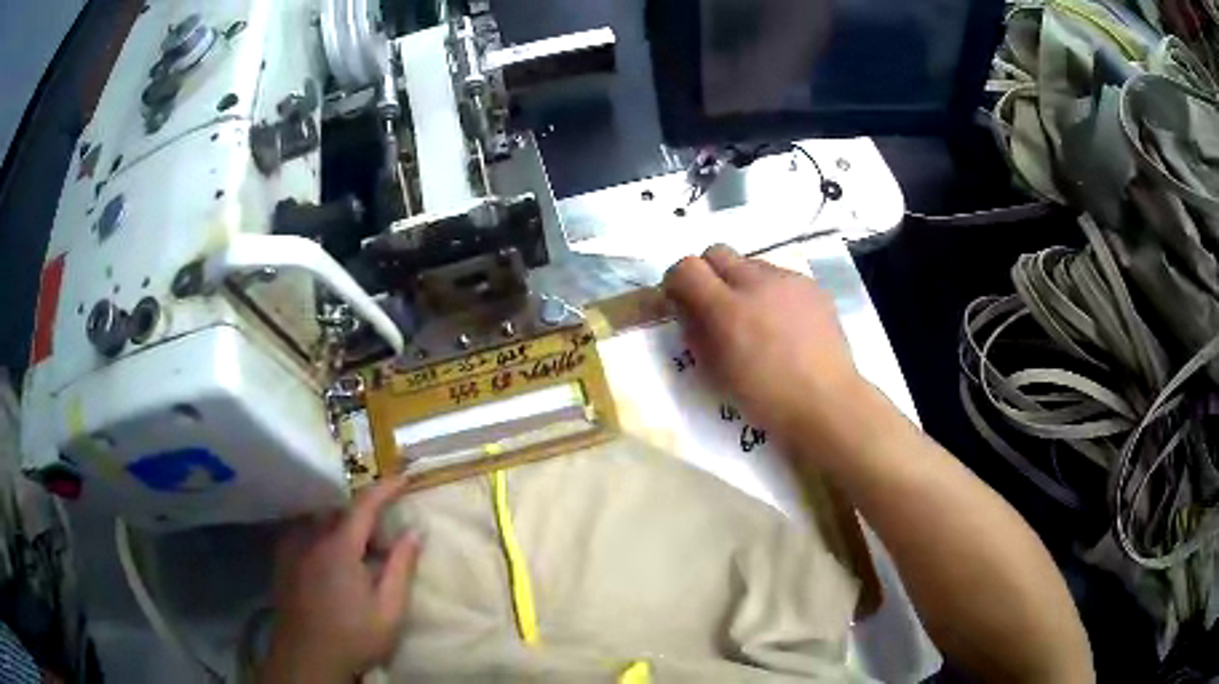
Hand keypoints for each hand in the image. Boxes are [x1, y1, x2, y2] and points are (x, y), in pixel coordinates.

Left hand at [262, 478, 421, 683]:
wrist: (308, 658)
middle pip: (340, 512)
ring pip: (320, 522)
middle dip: (365, 519)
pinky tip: (331, 563)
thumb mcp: (389, 610)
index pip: (364, 506)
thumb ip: (401, 568)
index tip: (404, 477)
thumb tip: (414, 532)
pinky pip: (304, 534)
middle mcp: (311, 539)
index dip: (385, 489)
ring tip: (358, 557)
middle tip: (384, 545)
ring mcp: (293, 549)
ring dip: (343, 528)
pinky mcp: (283, 562)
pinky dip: (322, 536)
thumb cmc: (354, 637)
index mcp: (339, 548)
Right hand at [663, 245, 863, 451]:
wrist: (827, 403)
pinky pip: (781, 276)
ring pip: (751, 263)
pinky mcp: (813, 286)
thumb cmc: (766, 398)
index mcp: (727, 309)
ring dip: (743, 282)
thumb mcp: (716, 371)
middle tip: (715, 305)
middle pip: (717, 252)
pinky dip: (773, 292)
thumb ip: (696, 331)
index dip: (678, 281)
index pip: (686, 268)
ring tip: (756, 317)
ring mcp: (789, 280)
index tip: (681, 301)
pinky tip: (785, 324)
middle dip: (709, 273)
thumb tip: (687, 308)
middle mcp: (757, 283)